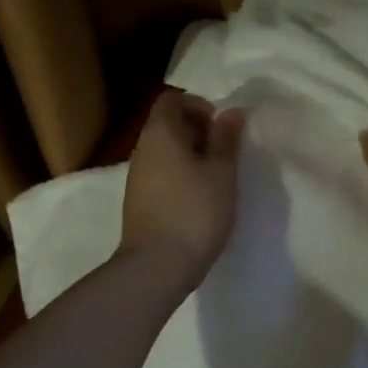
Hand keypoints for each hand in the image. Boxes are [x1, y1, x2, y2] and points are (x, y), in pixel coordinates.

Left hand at [121, 90, 245, 285]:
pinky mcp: (138, 202)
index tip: (220, 128)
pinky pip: (161, 175)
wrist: (156, 266)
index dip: (197, 105)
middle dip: (197, 132)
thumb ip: (226, 140)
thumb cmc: (194, 212)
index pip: (171, 100)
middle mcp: (142, 150)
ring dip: (191, 156)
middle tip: (225, 154)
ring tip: (217, 179)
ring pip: (164, 152)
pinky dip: (180, 177)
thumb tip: (231, 112)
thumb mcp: (221, 173)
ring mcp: (136, 178)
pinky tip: (200, 200)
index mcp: (159, 134)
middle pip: (167, 125)